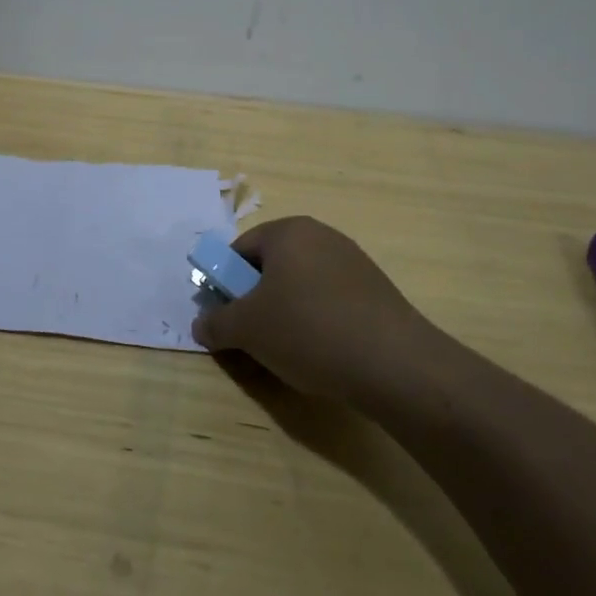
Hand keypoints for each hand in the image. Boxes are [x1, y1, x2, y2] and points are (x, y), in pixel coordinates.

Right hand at [191, 216, 435, 402]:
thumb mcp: (247, 329)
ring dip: (285, 313)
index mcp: (289, 232)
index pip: (240, 249)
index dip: (224, 283)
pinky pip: (329, 300)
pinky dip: (316, 321)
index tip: (224, 316)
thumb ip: (216, 323)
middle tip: (250, 336)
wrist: (394, 364)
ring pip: (301, 285)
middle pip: (271, 266)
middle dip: (255, 300)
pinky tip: (320, 353)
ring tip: (286, 351)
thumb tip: (201, 325)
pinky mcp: (375, 290)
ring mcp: (353, 262)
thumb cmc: (308, 331)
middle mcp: (322, 236)